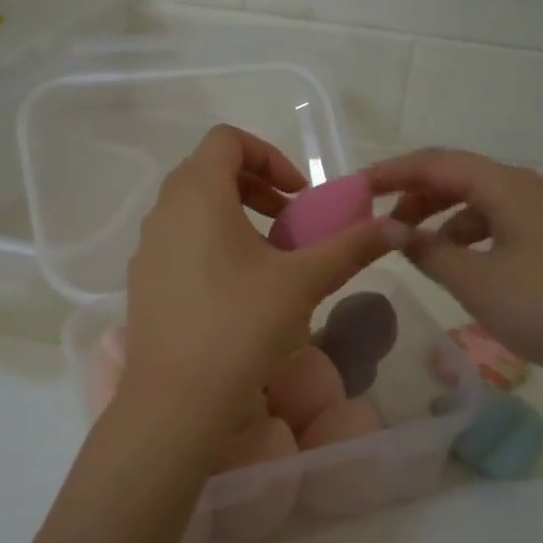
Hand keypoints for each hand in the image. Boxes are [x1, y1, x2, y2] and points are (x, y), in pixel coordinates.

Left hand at [121, 126, 405, 420]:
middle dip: (256, 188)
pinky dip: (211, 247)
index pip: (227, 140)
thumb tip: (399, 228)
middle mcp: (163, 212)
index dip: (269, 156)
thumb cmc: (240, 327)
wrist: (177, 401)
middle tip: (289, 222)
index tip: (298, 196)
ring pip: (192, 211)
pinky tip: (238, 294)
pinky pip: (179, 244)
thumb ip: (350, 247)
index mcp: (197, 195)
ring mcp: (147, 250)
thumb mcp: (303, 282)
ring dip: (235, 219)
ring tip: (269, 261)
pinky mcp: (143, 284)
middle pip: (208, 172)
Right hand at [366, 148, 542, 414]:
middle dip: (412, 195)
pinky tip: (455, 263)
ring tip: (409, 245)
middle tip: (376, 222)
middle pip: (457, 177)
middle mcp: (524, 189)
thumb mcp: (476, 282)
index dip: (390, 173)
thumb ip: (428, 252)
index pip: (435, 163)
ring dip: (438, 217)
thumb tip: (391, 231)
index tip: (353, 190)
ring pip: (477, 202)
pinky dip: (465, 236)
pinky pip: (496, 225)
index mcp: (505, 186)